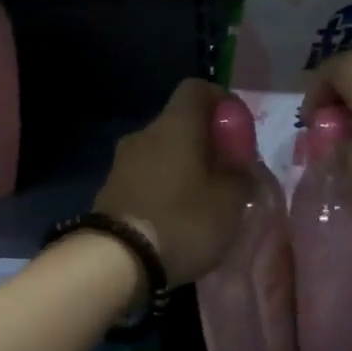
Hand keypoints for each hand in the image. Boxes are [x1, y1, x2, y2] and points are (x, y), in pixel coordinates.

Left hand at [95, 79, 251, 286]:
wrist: (114, 262)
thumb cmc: (182, 221)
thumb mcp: (230, 201)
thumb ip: (241, 174)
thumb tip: (239, 163)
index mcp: (176, 125)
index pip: (198, 88)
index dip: (222, 101)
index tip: (239, 129)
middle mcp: (145, 134)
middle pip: (180, 123)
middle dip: (206, 142)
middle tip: (227, 172)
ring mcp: (123, 162)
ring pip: (163, 152)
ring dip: (184, 167)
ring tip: (204, 201)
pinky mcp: (110, 190)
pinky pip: (147, 177)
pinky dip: (165, 187)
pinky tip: (177, 218)